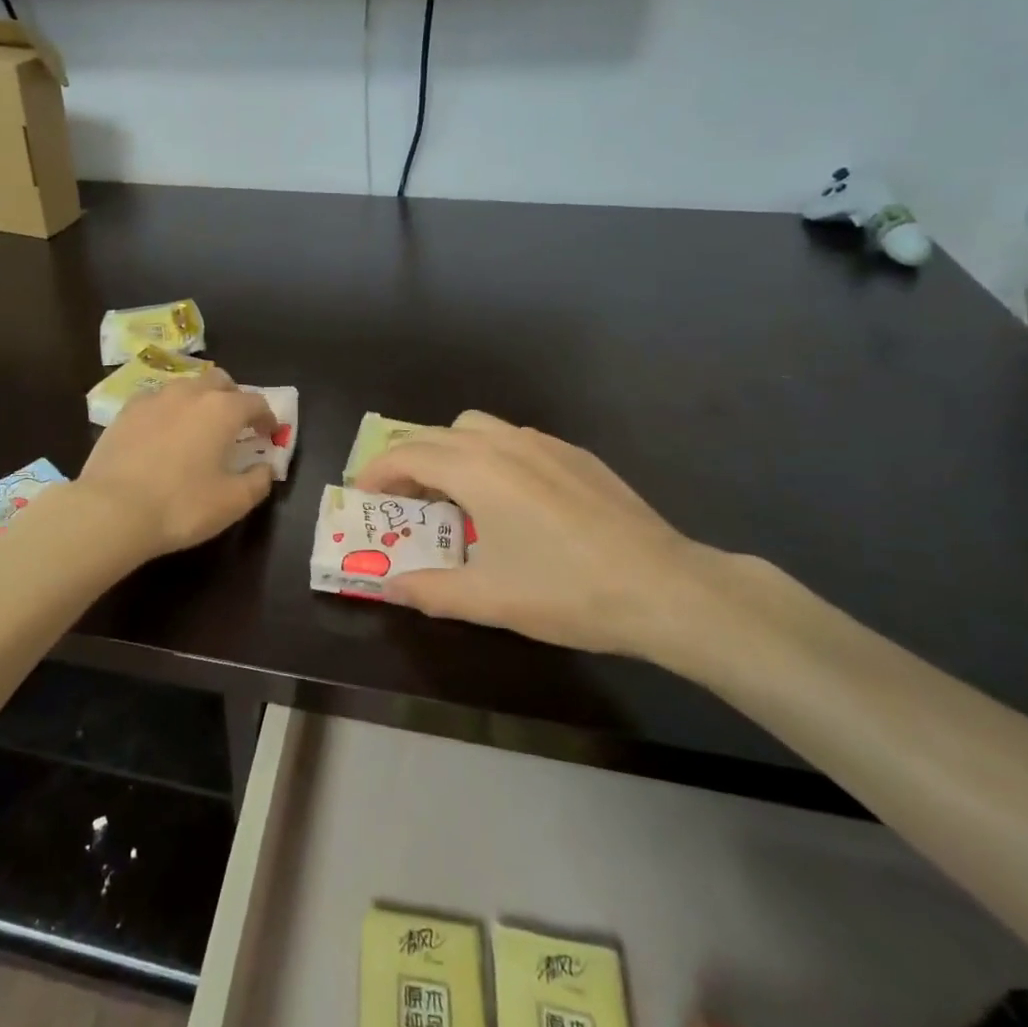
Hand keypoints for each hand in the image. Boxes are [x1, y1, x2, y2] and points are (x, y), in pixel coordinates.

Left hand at [76, 371, 277, 559]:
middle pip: (220, 381)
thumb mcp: (232, 502)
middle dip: (233, 397)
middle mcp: (190, 393)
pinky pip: (156, 400)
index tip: (269, 434)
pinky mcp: (125, 412)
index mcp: (222, 410)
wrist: (112, 510)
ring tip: (198, 427)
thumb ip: (258, 482)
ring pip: (186, 387)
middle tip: (235, 424)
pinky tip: (163, 433)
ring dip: (200, 400)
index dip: (267, 418)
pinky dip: (168, 410)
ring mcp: (154, 398)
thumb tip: (266, 468)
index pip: (255, 402)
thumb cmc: (181, 506)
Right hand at [354, 411, 742, 660]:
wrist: (665, 587)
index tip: (362, 496)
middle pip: (436, 434)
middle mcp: (504, 443)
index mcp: (475, 469)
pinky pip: (513, 439)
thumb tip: (389, 587)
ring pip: (477, 428)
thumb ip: (429, 589)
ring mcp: (544, 443)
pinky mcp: (575, 454)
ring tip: (452, 494)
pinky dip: (489, 455)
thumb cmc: (566, 590)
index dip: (377, 472)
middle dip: (408, 461)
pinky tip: (508, 499)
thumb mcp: (489, 598)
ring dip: (449, 451)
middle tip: (401, 501)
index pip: (407, 454)